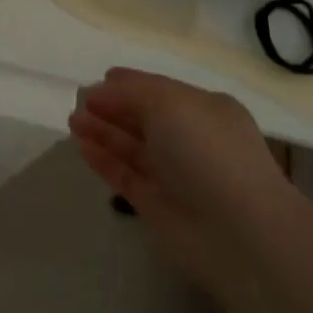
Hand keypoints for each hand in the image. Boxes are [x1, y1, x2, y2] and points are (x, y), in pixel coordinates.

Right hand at [68, 67, 286, 283]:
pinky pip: (125, 176)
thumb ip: (129, 92)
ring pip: (132, 147)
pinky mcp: (159, 207)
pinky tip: (81, 146)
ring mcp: (175, 176)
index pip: (160, 90)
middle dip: (112, 108)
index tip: (99, 79)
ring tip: (72, 121)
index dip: (129, 84)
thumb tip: (98, 91)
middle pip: (144, 118)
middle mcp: (191, 140)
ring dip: (103, 132)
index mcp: (204, 110)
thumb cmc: (207, 152)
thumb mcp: (168, 103)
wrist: (240, 234)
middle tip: (78, 101)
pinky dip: (104, 160)